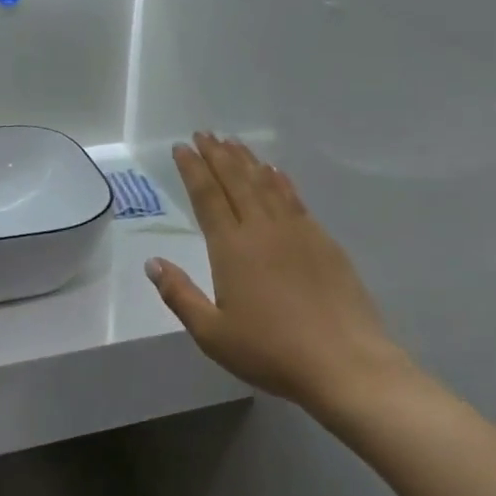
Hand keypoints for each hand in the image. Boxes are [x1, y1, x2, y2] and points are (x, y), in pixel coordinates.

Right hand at [146, 134, 416, 413]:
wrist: (343, 362)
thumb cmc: (270, 351)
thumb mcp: (212, 334)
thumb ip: (180, 295)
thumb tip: (152, 263)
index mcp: (231, 248)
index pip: (207, 197)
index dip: (193, 169)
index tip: (182, 147)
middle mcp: (262, 229)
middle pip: (236, 181)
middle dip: (217, 155)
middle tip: (204, 134)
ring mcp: (297, 231)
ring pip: (266, 184)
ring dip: (247, 161)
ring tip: (233, 143)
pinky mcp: (323, 241)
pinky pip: (294, 198)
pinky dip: (280, 180)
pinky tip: (275, 172)